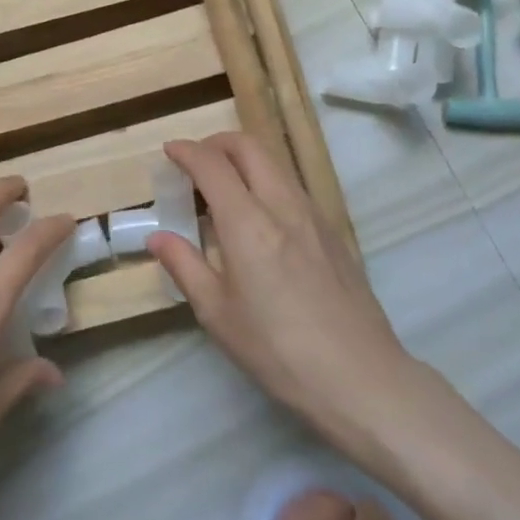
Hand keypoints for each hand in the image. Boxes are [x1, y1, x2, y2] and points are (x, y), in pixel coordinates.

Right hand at [149, 133, 427, 459]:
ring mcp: (313, 215)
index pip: (212, 164)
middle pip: (249, 146)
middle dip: (216, 143)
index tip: (169, 150)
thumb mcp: (218, 314)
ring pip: (275, 163)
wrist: (361, 377)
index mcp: (248, 222)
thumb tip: (158, 237)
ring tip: (224, 189)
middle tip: (195, 162)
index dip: (186, 151)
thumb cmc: (278, 351)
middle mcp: (282, 205)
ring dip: (244, 159)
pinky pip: (293, 186)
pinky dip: (266, 180)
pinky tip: (260, 217)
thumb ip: (184, 266)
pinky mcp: (333, 231)